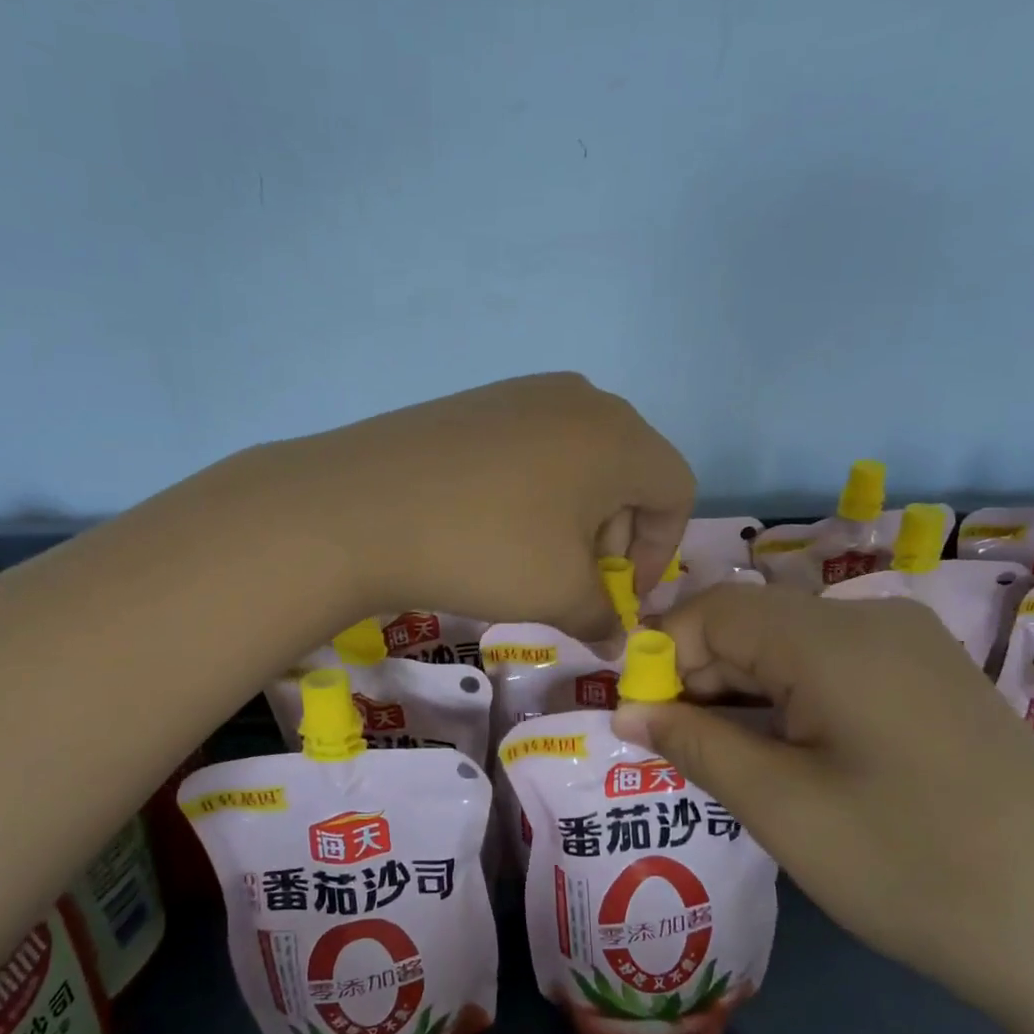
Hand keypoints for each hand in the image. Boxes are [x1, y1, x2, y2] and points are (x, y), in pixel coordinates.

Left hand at [280, 374, 693, 641]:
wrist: (359, 506)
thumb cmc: (484, 548)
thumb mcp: (557, 593)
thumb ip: (602, 616)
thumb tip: (617, 641)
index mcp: (619, 436)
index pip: (675, 492)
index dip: (658, 552)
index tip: (622, 595)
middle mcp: (580, 399)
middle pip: (628, 471)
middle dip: (615, 535)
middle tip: (579, 581)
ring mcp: (522, 393)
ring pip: (579, 458)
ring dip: (575, 513)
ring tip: (535, 557)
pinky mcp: (476, 401)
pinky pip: (532, 445)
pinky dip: (534, 489)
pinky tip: (493, 524)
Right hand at [613, 582, 1033, 1024]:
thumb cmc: (911, 866)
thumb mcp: (780, 807)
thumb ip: (693, 743)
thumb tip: (626, 709)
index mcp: (833, 637)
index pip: (713, 609)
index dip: (660, 655)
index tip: (636, 717)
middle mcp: (874, 620)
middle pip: (753, 623)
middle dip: (700, 677)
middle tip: (673, 747)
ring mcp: (913, 649)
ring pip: (792, 647)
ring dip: (743, 692)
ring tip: (723, 759)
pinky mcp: (934, 682)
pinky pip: (835, 668)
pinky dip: (791, 701)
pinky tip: (787, 756)